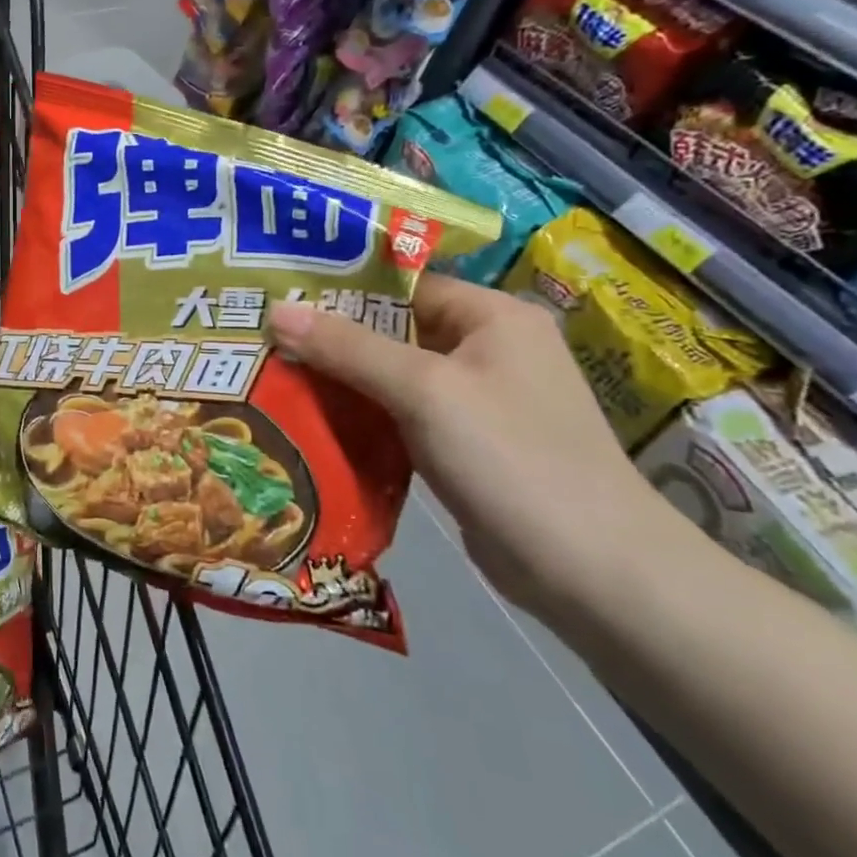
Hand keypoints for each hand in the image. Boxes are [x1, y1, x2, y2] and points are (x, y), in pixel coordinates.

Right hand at [267, 273, 692, 618]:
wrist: (593, 572)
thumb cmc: (512, 457)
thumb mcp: (424, 391)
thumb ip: (347, 347)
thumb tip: (276, 310)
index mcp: (491, 316)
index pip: (402, 284)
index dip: (340, 288)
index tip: (278, 295)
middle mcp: (487, 348)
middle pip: (392, 329)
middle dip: (331, 337)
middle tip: (263, 338)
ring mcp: (477, 400)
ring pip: (392, 375)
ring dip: (341, 379)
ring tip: (273, 374)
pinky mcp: (465, 444)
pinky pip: (400, 414)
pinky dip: (362, 415)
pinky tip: (311, 419)